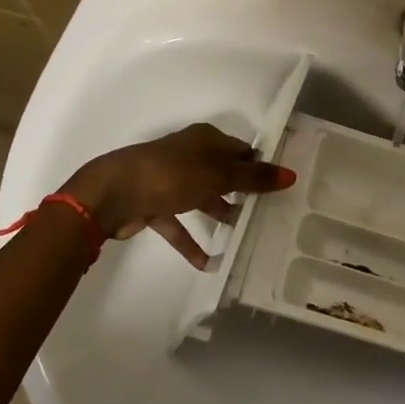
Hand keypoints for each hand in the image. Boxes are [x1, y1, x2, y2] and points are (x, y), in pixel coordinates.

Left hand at [62, 123, 296, 269]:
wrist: (114, 193)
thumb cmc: (172, 174)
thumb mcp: (219, 174)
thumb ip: (254, 178)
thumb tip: (290, 175)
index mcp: (205, 140)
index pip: (241, 151)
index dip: (260, 167)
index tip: (281, 188)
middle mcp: (189, 156)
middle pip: (222, 174)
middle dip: (242, 193)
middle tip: (268, 215)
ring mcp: (170, 180)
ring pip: (202, 198)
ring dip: (220, 215)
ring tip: (244, 237)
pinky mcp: (155, 205)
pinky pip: (178, 224)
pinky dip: (191, 242)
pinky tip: (208, 263)